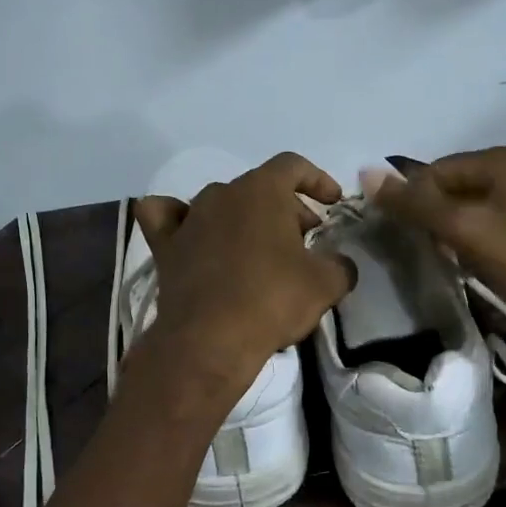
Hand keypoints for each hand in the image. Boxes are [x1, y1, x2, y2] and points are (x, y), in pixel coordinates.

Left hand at [132, 152, 355, 391]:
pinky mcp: (165, 247)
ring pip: (221, 204)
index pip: (292, 166)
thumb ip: (340, 264)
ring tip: (261, 250)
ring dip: (245, 219)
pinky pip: (167, 218)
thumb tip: (340, 264)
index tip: (333, 203)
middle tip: (304, 241)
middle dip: (286, 209)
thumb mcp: (325, 284)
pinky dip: (179, 219)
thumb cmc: (272, 301)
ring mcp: (189, 218)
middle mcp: (221, 194)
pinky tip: (190, 233)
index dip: (318, 179)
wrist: (209, 341)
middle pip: (259, 188)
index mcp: (261, 190)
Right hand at [368, 146, 505, 352]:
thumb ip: (417, 203)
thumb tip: (366, 171)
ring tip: (451, 264)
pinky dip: (480, 245)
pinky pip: (498, 228)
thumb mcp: (467, 231)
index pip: (437, 169)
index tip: (402, 238)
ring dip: (456, 235)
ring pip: (477, 210)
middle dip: (435, 219)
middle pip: (457, 187)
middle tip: (427, 254)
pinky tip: (479, 269)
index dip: (413, 201)